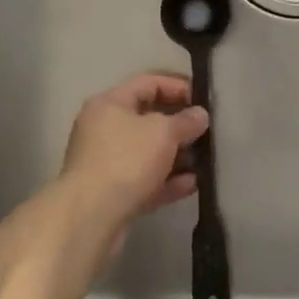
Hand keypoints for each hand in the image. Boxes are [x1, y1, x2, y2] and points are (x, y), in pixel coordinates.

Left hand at [60, 74, 208, 225]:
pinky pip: (145, 180)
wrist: (91, 215)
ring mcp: (106, 162)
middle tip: (206, 132)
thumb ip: (185, 121)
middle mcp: (104, 128)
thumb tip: (200, 115)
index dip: (177, 86)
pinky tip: (193, 184)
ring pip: (147, 152)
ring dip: (176, 156)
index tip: (203, 99)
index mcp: (110, 103)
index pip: (148, 83)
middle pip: (147, 119)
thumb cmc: (126, 159)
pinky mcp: (112, 193)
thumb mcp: (163, 132)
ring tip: (204, 160)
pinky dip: (167, 180)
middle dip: (179, 125)